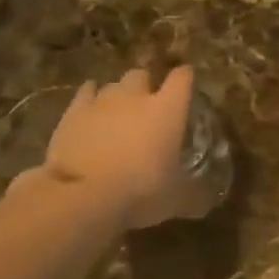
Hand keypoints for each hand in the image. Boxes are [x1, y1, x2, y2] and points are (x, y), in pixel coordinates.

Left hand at [40, 66, 214, 228]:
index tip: (187, 82)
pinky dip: (90, 99)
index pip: (182, 78)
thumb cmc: (142, 191)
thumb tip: (205, 203)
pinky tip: (92, 113)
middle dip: (146, 85)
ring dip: (118, 95)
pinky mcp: (73, 112)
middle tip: (148, 105)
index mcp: (168, 110)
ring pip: (112, 85)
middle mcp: (136, 97)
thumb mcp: (177, 199)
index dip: (185, 77)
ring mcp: (101, 102)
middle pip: (142, 75)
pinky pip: (85, 94)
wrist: (83, 195)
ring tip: (119, 113)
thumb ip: (193, 195)